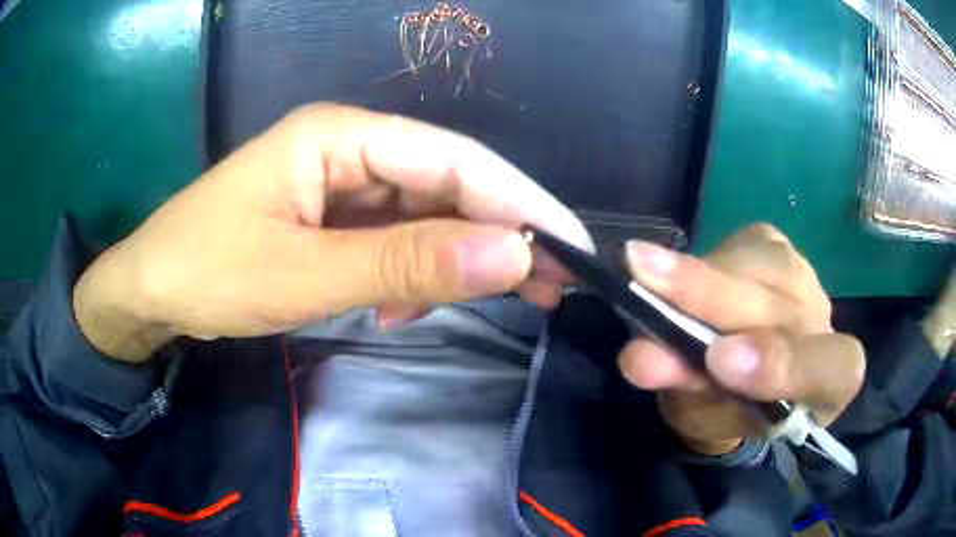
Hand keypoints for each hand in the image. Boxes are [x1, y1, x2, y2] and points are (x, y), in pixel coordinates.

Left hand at [74, 104, 591, 360]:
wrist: (151, 290)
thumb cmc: (206, 271)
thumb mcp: (301, 275)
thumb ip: (405, 266)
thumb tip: (511, 257)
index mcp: (339, 136)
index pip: (454, 160)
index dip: (520, 203)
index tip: (572, 247)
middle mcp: (349, 148)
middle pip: (448, 184)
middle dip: (503, 234)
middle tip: (556, 284)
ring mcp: (340, 183)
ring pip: (426, 215)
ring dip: (460, 260)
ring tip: (499, 302)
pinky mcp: (332, 218)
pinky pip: (395, 240)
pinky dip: (413, 276)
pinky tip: (402, 310)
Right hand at [617, 224, 864, 454]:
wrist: (734, 375)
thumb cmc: (724, 407)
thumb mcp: (705, 415)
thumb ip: (687, 388)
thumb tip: (642, 356)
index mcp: (828, 382)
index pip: (834, 369)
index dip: (783, 365)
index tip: (719, 359)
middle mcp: (823, 322)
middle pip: (782, 304)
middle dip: (714, 296)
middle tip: (647, 279)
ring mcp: (803, 277)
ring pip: (760, 265)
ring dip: (700, 272)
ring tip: (646, 271)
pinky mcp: (775, 244)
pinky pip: (741, 245)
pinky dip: (701, 261)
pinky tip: (675, 272)